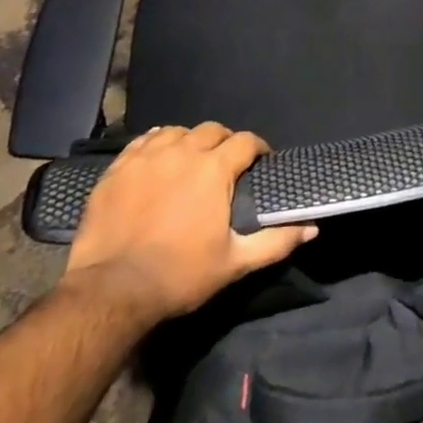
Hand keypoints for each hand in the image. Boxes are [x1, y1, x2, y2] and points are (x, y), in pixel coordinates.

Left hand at [62, 122, 315, 328]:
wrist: (110, 292)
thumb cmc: (179, 275)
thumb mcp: (234, 263)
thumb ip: (276, 241)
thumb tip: (312, 227)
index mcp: (214, 169)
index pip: (245, 141)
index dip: (257, 148)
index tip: (260, 162)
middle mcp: (182, 152)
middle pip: (212, 130)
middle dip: (224, 141)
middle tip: (226, 163)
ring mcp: (146, 158)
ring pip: (176, 131)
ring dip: (190, 140)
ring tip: (190, 160)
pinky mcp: (117, 169)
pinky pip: (143, 142)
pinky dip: (156, 144)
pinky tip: (158, 159)